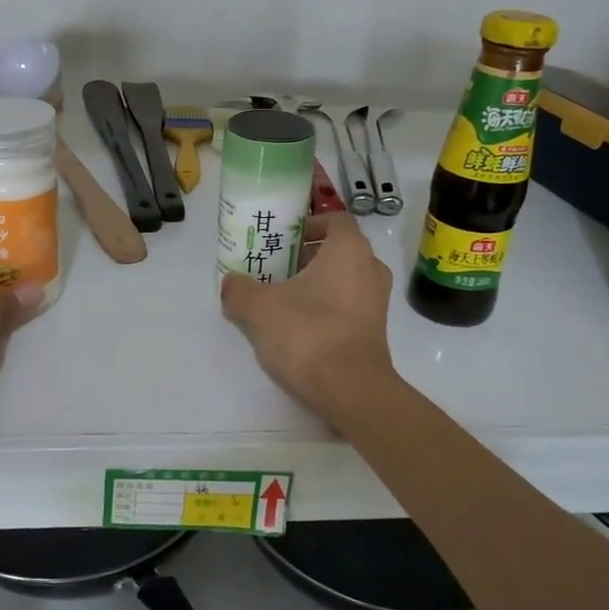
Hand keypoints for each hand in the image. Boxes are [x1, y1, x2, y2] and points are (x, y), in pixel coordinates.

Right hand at [220, 212, 395, 420]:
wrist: (350, 390)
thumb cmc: (307, 333)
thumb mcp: (258, 308)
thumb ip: (238, 289)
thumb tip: (231, 285)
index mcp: (349, 249)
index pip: (334, 219)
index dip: (307, 225)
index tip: (282, 239)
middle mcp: (371, 268)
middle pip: (338, 250)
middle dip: (307, 256)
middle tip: (274, 268)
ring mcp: (378, 301)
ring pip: (344, 279)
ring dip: (316, 283)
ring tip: (282, 299)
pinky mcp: (375, 330)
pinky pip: (349, 305)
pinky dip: (327, 307)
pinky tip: (298, 326)